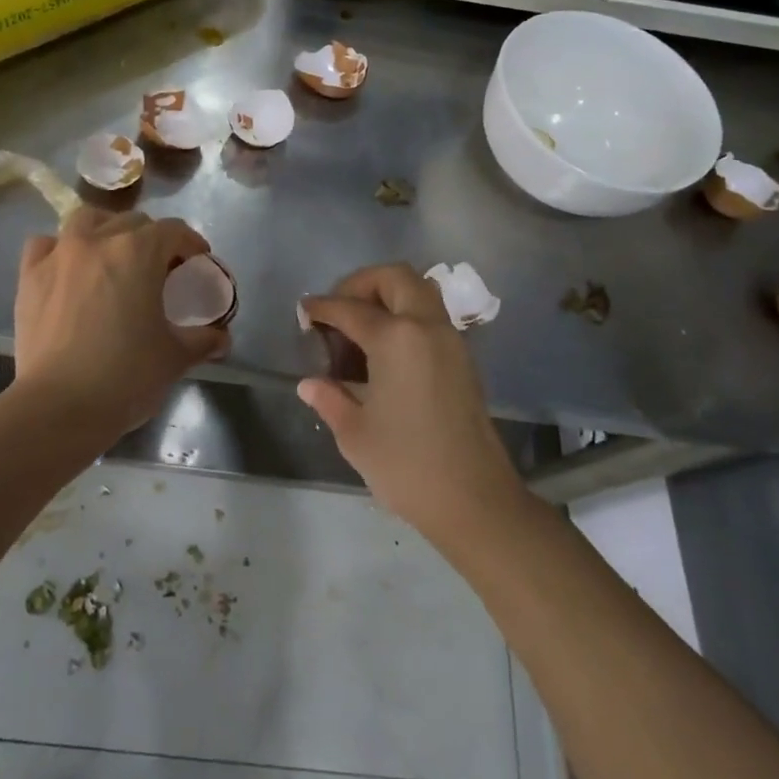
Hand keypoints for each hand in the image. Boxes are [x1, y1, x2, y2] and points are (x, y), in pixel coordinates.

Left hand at [14, 207, 228, 441]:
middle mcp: (97, 241)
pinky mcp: (29, 277)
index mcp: (138, 252)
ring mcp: (58, 255)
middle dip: (151, 239)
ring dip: (105, 231)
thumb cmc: (126, 376)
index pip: (173, 231)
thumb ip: (202, 340)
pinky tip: (68, 270)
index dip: (190, 244)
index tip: (198, 263)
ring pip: (86, 220)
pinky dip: (60, 249)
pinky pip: (45, 244)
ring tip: (112, 257)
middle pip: (131, 222)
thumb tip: (221, 338)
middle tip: (159, 270)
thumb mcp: (175, 357)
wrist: (58, 407)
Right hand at [299, 264, 524, 542]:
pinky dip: (406, 315)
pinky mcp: (462, 359)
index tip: (304, 312)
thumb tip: (310, 383)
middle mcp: (426, 327)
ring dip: (388, 294)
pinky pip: (431, 315)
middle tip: (338, 310)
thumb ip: (329, 398)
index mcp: (396, 338)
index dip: (322, 308)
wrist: (475, 501)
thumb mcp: (355, 433)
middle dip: (361, 284)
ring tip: (360, 327)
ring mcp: (450, 340)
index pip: (350, 309)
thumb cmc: (407, 465)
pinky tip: (384, 351)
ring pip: (419, 290)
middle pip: (394, 278)